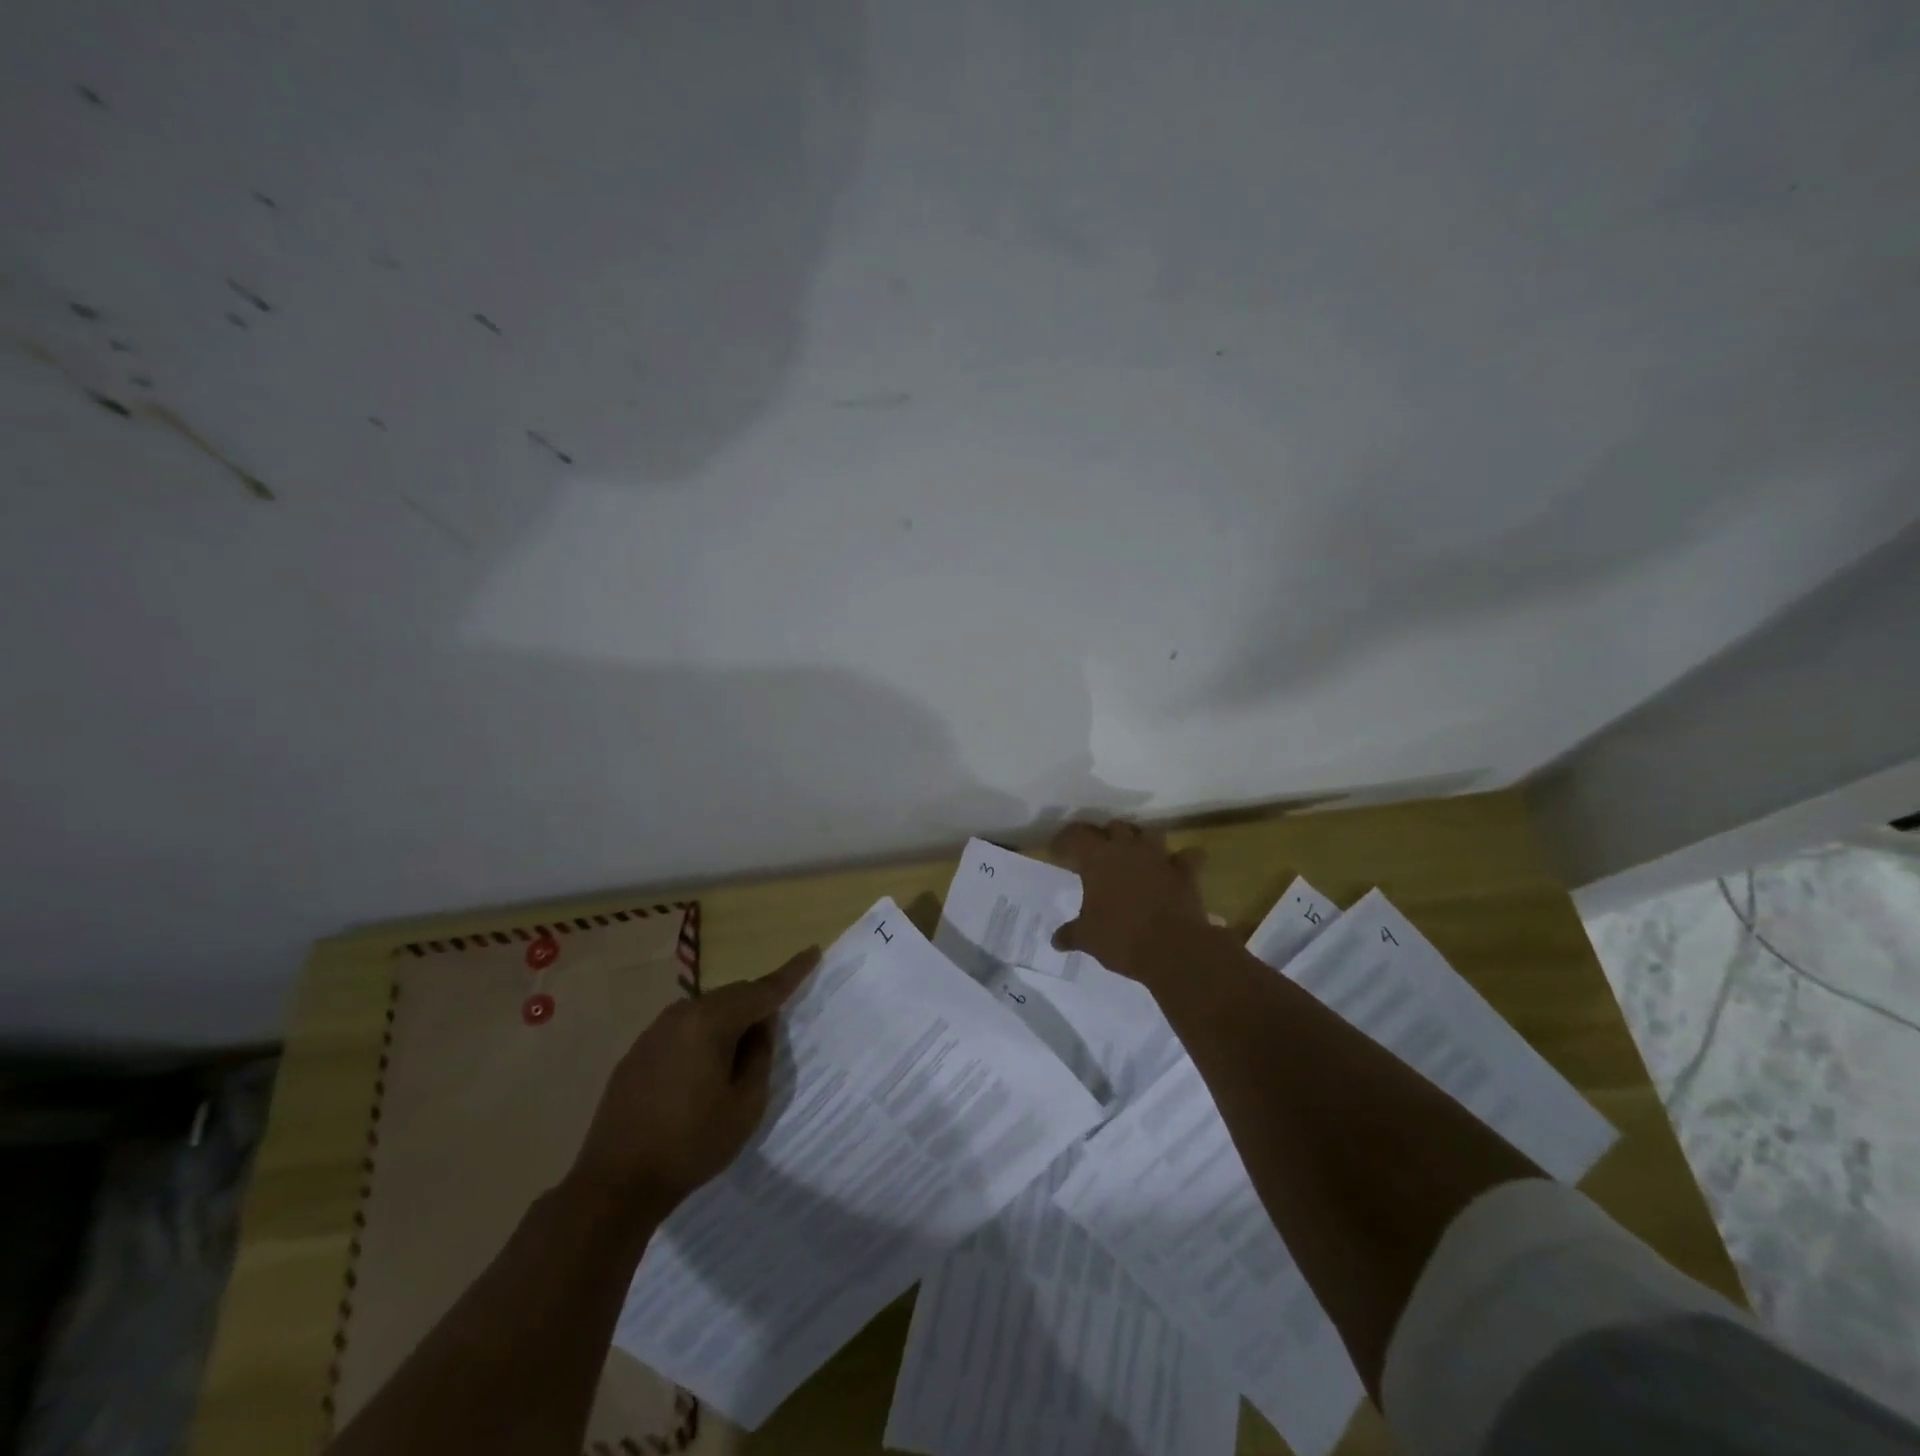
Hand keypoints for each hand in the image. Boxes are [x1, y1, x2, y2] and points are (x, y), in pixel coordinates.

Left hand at [570, 946, 818, 1217]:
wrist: (615, 1184)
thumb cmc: (691, 1144)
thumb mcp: (746, 1105)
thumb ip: (761, 1055)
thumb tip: (761, 1024)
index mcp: (711, 1022)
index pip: (762, 990)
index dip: (791, 973)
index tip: (812, 951)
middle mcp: (681, 1014)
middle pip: (733, 996)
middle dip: (757, 1005)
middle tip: (774, 1033)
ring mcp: (654, 1031)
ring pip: (707, 1011)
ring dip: (729, 1023)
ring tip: (739, 1060)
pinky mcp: (638, 1051)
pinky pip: (684, 1029)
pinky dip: (704, 1037)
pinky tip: (703, 1072)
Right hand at [1050, 821, 1208, 984]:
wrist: (1172, 949)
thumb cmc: (1120, 938)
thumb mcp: (1088, 939)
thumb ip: (1070, 934)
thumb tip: (1056, 940)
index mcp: (1097, 859)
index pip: (1075, 835)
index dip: (1065, 840)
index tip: (1058, 851)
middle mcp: (1127, 849)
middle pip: (1114, 826)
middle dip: (1106, 836)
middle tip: (1100, 854)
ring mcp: (1159, 857)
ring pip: (1149, 833)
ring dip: (1142, 841)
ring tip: (1136, 855)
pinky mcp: (1185, 872)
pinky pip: (1189, 856)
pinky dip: (1184, 860)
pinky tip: (1178, 867)